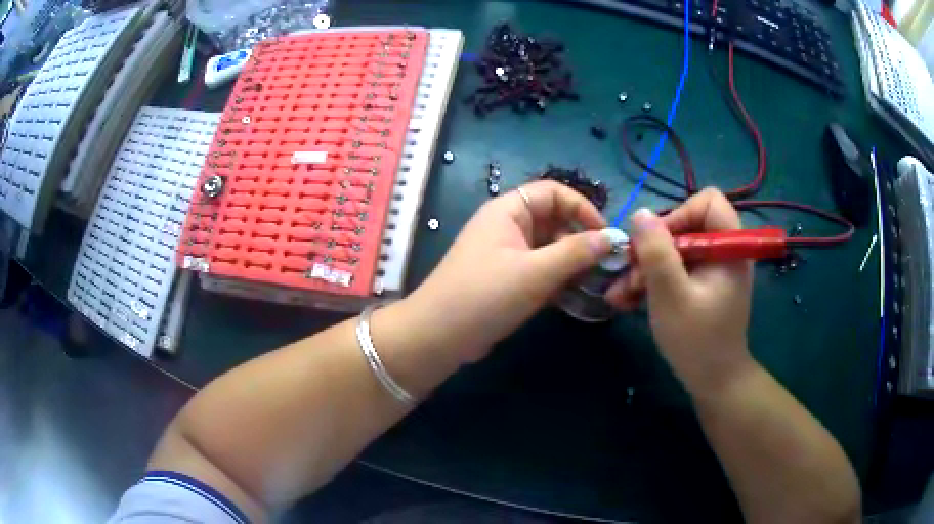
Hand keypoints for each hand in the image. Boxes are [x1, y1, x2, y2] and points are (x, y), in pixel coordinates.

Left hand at [401, 180, 612, 363]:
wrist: (439, 336)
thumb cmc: (486, 295)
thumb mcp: (536, 272)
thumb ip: (576, 252)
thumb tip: (611, 239)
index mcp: (508, 210)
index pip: (554, 193)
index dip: (582, 208)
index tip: (605, 235)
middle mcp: (507, 226)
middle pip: (553, 220)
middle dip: (580, 239)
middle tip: (605, 265)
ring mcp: (505, 254)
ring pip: (548, 248)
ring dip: (571, 262)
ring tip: (595, 283)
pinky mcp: (505, 279)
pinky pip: (539, 270)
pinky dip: (557, 279)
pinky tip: (574, 296)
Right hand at [605, 188, 754, 390]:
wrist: (713, 381)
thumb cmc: (697, 340)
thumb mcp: (671, 295)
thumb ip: (656, 252)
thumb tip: (640, 213)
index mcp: (728, 247)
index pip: (709, 201)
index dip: (680, 214)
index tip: (657, 243)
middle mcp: (723, 251)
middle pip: (687, 224)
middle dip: (654, 247)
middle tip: (630, 273)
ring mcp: (713, 269)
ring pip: (676, 249)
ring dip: (647, 267)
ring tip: (620, 294)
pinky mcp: (702, 285)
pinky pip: (676, 269)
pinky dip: (655, 280)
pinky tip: (629, 299)